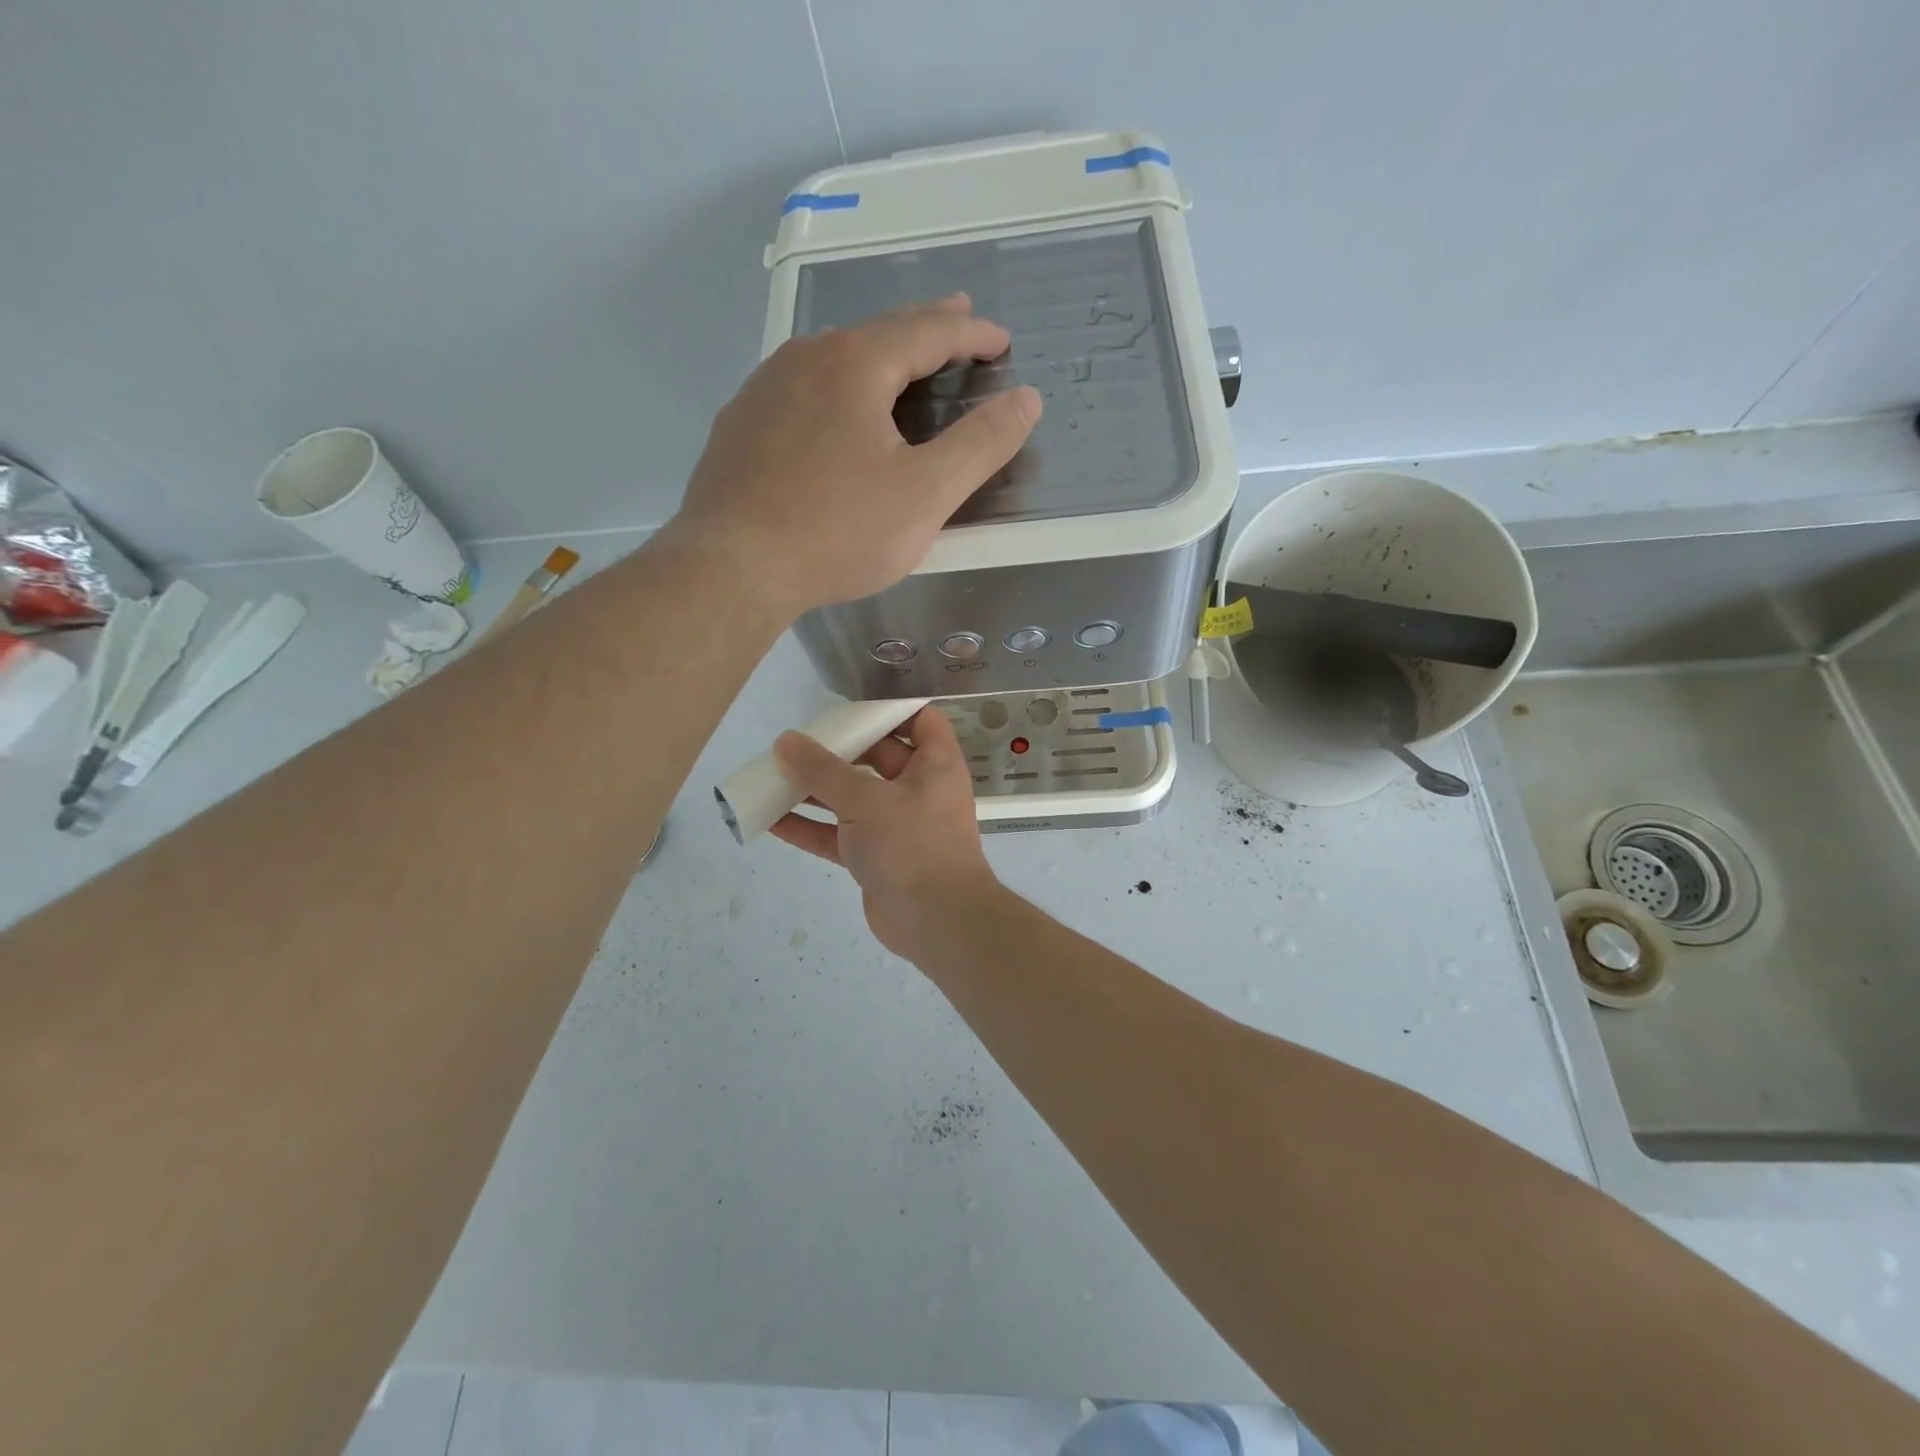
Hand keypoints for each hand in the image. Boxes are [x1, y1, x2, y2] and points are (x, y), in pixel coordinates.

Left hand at [669, 295, 1041, 617]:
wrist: (732, 568)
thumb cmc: (838, 531)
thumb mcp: (925, 494)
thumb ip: (981, 445)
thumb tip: (1027, 399)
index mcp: (854, 364)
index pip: (927, 331)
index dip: (971, 334)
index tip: (1001, 341)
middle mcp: (804, 360)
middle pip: (877, 332)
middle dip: (925, 329)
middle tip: (957, 321)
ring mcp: (763, 390)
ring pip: (832, 357)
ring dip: (875, 355)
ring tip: (899, 364)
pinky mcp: (739, 427)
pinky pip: (800, 389)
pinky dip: (834, 388)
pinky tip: (832, 412)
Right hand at [768, 707, 1001, 961]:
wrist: (936, 921)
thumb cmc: (911, 844)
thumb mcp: (864, 799)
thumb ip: (823, 770)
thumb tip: (786, 741)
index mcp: (935, 764)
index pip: (920, 720)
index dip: (889, 709)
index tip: (848, 705)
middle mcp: (919, 789)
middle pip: (878, 757)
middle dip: (838, 751)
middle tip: (797, 742)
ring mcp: (898, 825)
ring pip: (853, 798)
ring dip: (816, 790)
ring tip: (773, 776)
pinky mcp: (878, 857)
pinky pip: (840, 835)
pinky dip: (811, 828)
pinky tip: (770, 821)